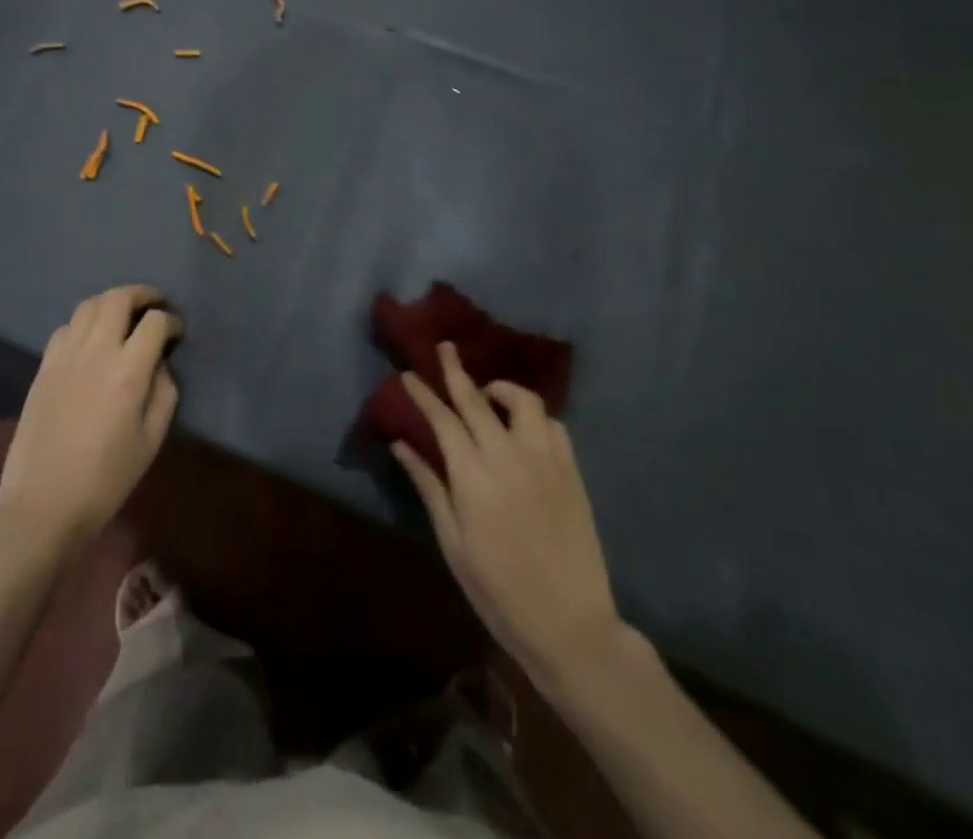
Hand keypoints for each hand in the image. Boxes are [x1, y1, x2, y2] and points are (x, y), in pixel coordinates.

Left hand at [0, 285, 181, 552]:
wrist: (42, 505)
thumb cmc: (106, 480)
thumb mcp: (151, 441)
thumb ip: (164, 393)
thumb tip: (161, 364)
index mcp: (127, 372)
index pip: (155, 322)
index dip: (172, 321)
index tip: (177, 334)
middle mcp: (96, 352)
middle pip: (118, 298)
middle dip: (142, 294)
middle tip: (155, 305)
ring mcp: (64, 356)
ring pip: (89, 305)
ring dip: (112, 302)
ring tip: (125, 315)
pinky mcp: (43, 367)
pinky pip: (66, 327)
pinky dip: (85, 322)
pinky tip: (92, 340)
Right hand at [393, 343, 625, 699]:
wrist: (570, 626)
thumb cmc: (499, 591)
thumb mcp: (453, 543)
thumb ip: (429, 486)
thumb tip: (401, 444)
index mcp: (474, 477)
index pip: (443, 420)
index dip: (424, 394)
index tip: (409, 373)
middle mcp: (509, 456)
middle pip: (477, 399)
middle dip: (456, 370)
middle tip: (444, 347)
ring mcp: (546, 461)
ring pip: (523, 402)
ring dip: (500, 389)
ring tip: (487, 393)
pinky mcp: (572, 472)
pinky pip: (553, 425)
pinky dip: (534, 416)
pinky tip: (523, 427)